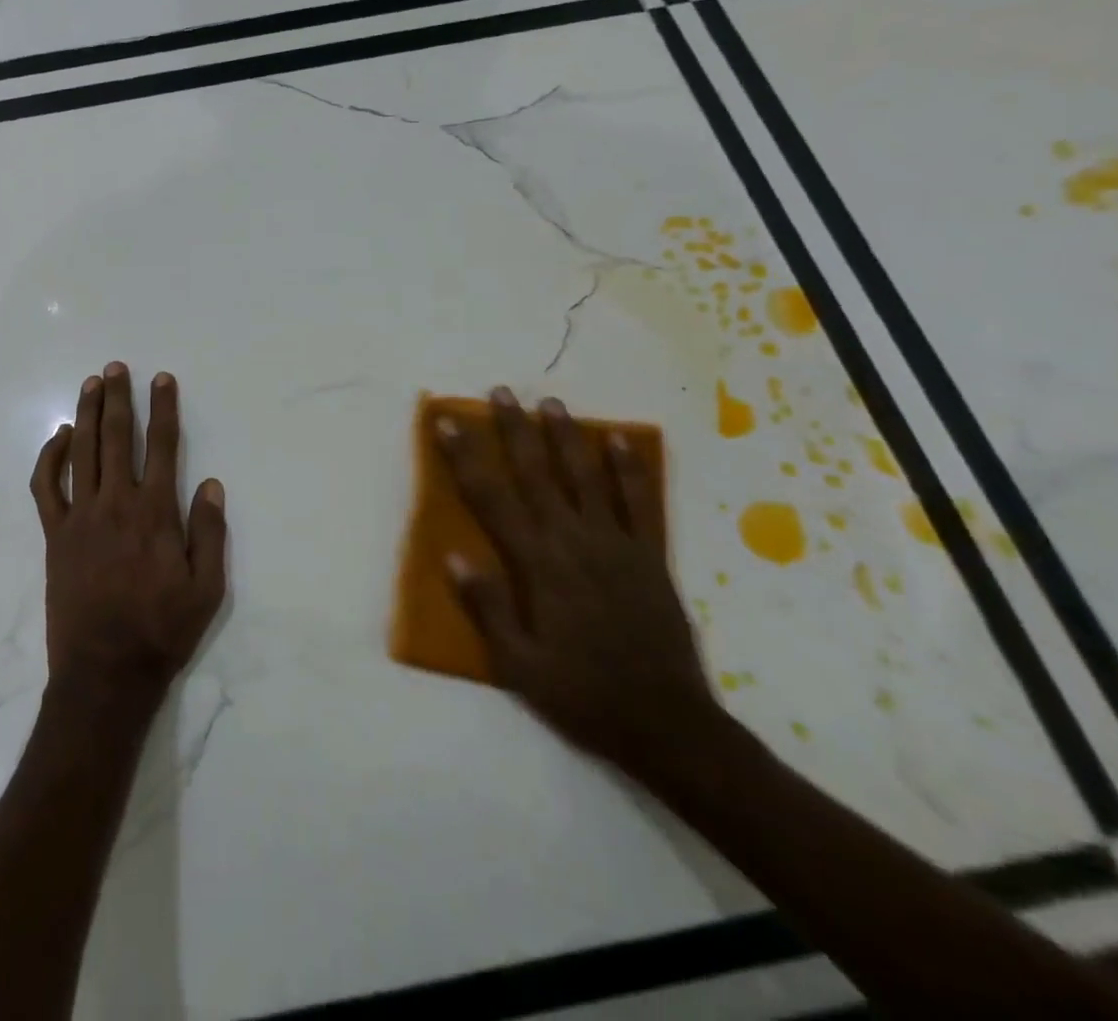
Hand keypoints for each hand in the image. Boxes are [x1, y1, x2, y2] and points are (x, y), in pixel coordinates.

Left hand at [30, 363, 228, 706]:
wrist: (106, 671)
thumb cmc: (162, 630)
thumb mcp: (207, 589)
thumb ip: (210, 533)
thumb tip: (211, 484)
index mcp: (155, 513)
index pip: (163, 446)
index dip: (163, 408)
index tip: (162, 380)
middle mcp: (116, 504)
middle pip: (116, 437)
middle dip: (118, 398)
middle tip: (117, 368)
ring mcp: (80, 517)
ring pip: (81, 452)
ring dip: (86, 414)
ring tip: (91, 385)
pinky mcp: (55, 535)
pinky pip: (46, 487)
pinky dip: (50, 457)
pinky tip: (60, 437)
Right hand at [438, 387, 725, 783]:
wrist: (669, 726)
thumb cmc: (582, 694)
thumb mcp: (520, 665)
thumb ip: (488, 608)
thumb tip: (453, 556)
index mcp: (539, 565)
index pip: (492, 498)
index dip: (466, 457)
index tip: (448, 423)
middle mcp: (574, 542)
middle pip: (537, 473)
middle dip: (514, 430)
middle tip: (500, 392)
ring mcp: (617, 545)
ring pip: (586, 477)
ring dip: (566, 437)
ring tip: (550, 403)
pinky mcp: (650, 556)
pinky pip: (639, 502)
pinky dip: (629, 468)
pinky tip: (617, 440)